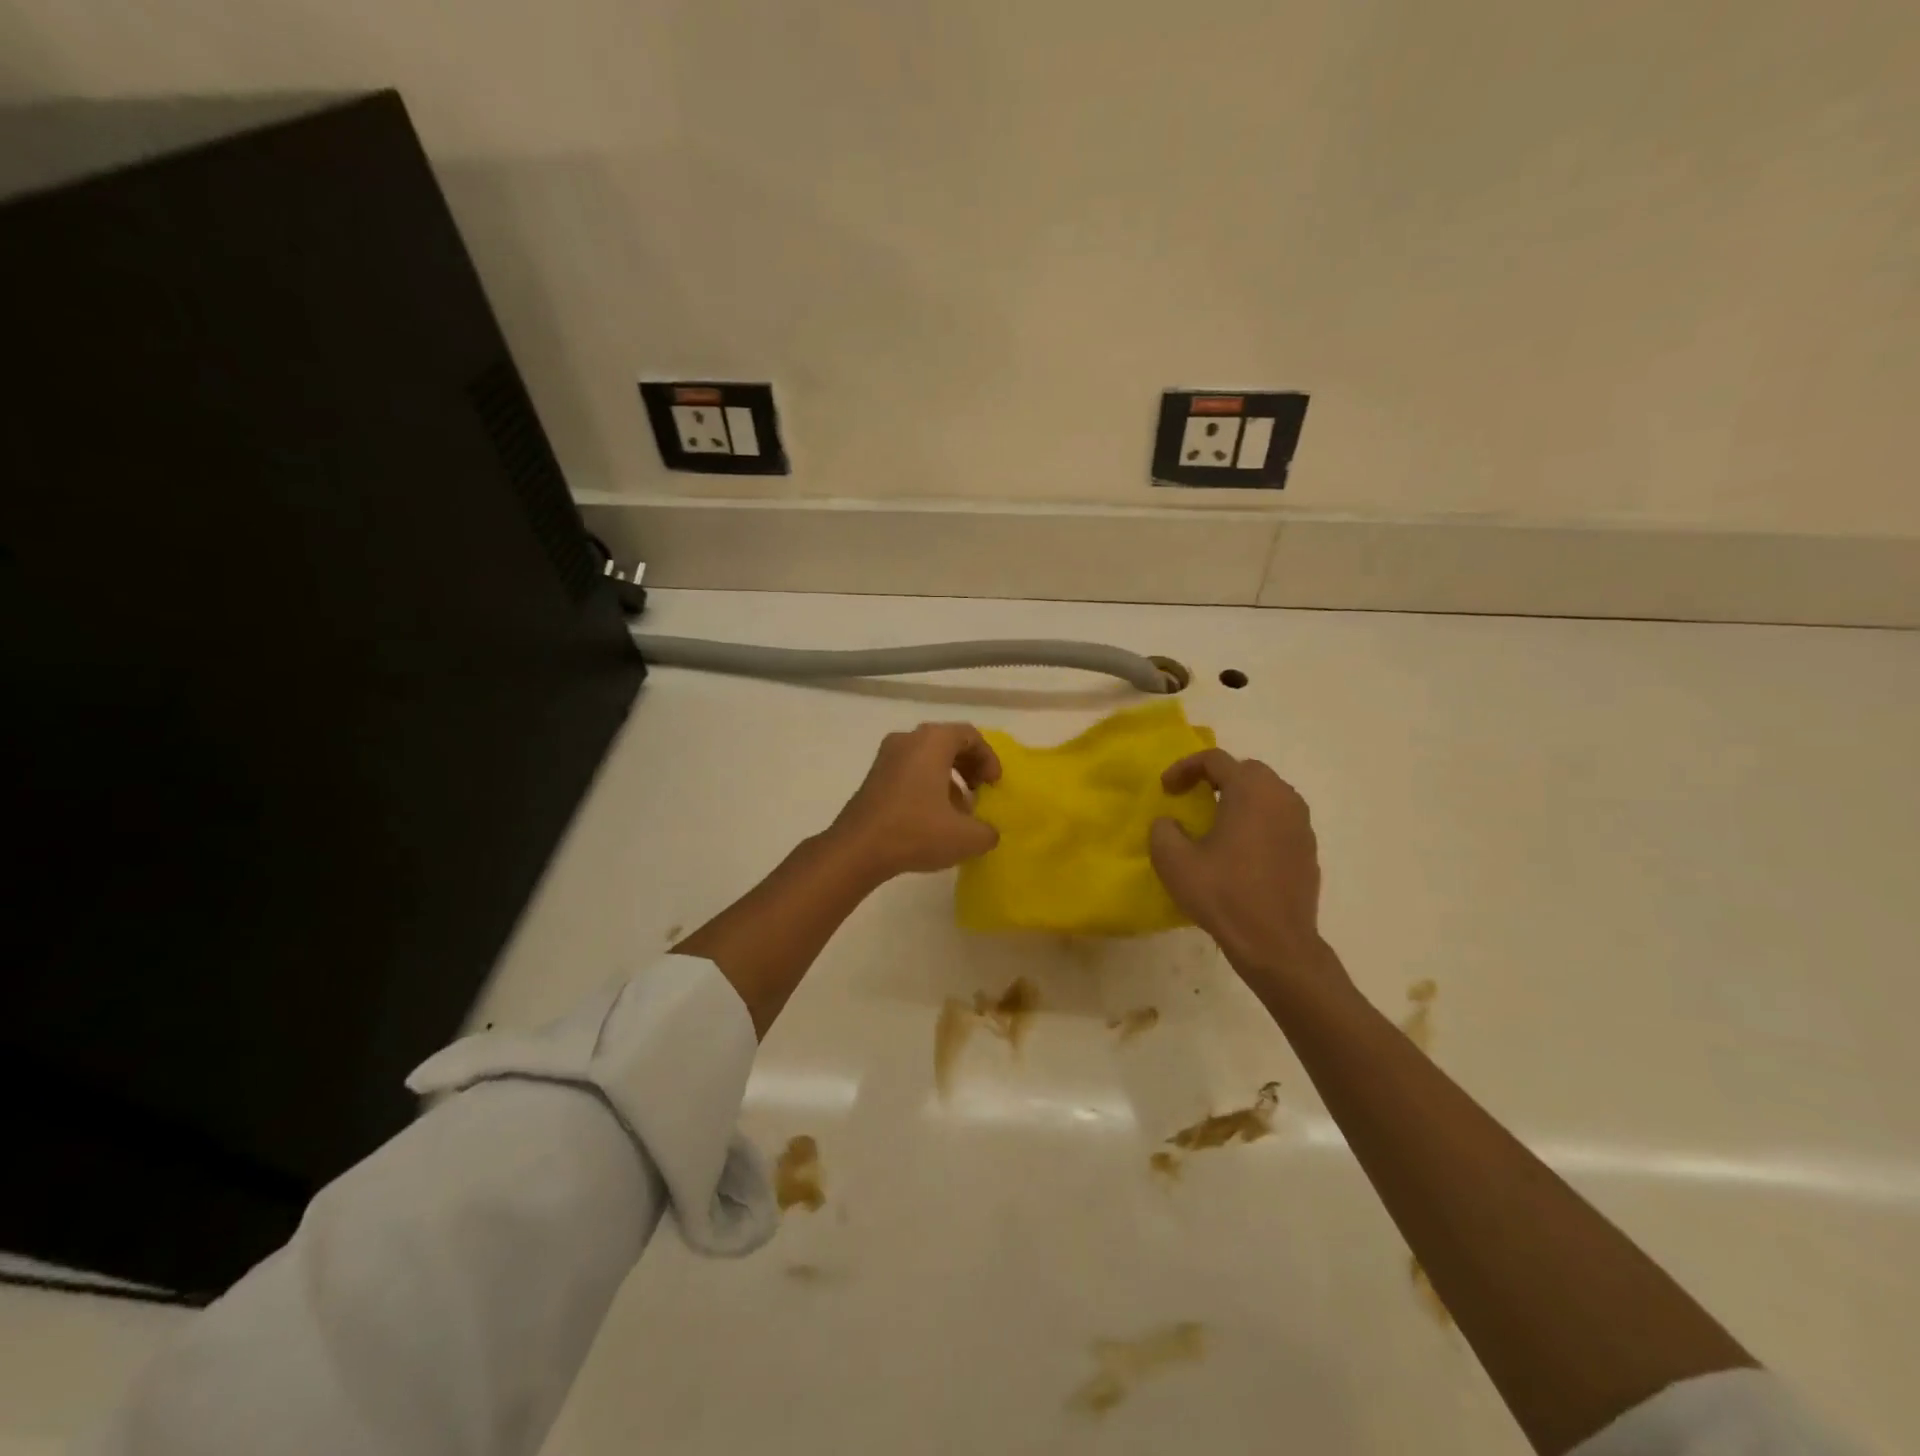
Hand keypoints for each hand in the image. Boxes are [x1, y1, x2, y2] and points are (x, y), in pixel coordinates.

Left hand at [829, 723, 1001, 880]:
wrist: (857, 849)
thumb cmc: (915, 831)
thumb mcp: (966, 837)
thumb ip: (987, 831)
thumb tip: (988, 832)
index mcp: (932, 741)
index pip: (970, 736)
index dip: (989, 758)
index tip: (994, 785)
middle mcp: (908, 740)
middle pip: (948, 742)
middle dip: (969, 766)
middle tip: (980, 790)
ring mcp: (886, 757)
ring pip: (927, 757)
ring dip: (949, 778)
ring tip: (959, 810)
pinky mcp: (874, 777)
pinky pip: (910, 770)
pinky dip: (928, 785)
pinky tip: (933, 817)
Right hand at [1148, 749, 1338, 992]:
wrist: (1276, 944)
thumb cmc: (1223, 895)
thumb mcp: (1174, 861)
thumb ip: (1163, 830)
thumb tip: (1170, 822)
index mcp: (1251, 791)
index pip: (1215, 759)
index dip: (1184, 768)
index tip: (1166, 789)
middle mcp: (1282, 798)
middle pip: (1247, 771)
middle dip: (1216, 778)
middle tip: (1193, 798)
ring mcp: (1301, 824)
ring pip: (1267, 794)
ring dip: (1240, 799)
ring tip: (1216, 822)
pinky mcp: (1308, 849)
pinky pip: (1279, 820)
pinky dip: (1257, 822)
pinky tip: (1240, 850)